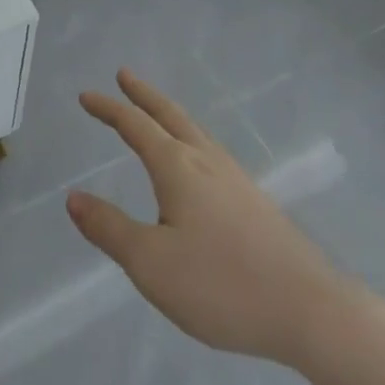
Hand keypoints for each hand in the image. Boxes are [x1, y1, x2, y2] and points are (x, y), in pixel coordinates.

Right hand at [66, 69, 360, 368]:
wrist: (310, 311)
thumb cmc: (222, 284)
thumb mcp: (151, 263)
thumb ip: (110, 229)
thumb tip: (73, 197)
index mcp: (177, 166)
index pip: (135, 125)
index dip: (109, 109)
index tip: (86, 96)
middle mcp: (205, 160)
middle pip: (170, 115)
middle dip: (143, 94)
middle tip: (124, 74)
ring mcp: (235, 178)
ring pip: (194, 131)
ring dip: (169, 114)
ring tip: (157, 112)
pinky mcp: (255, 201)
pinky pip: (211, 151)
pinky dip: (190, 138)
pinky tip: (198, 162)